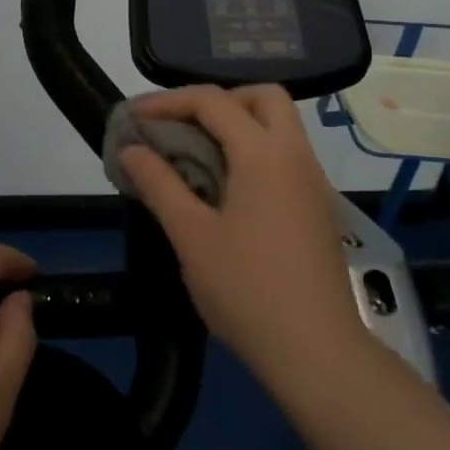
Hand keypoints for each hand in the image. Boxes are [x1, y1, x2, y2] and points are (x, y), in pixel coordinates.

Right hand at [120, 85, 362, 382]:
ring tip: (197, 154)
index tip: (135, 118)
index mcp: (264, 154)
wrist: (316, 352)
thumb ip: (159, 184)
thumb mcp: (191, 235)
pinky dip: (254, 150)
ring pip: (280, 125)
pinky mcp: (318, 207)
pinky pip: (285, 155)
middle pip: (263, 97)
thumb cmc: (247, 290)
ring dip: (238, 124)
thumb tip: (131, 149)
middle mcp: (295, 155)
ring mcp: (313, 181)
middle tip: (182, 126)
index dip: (168, 102)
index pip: (213, 101)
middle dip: (218, 100)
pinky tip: (227, 187)